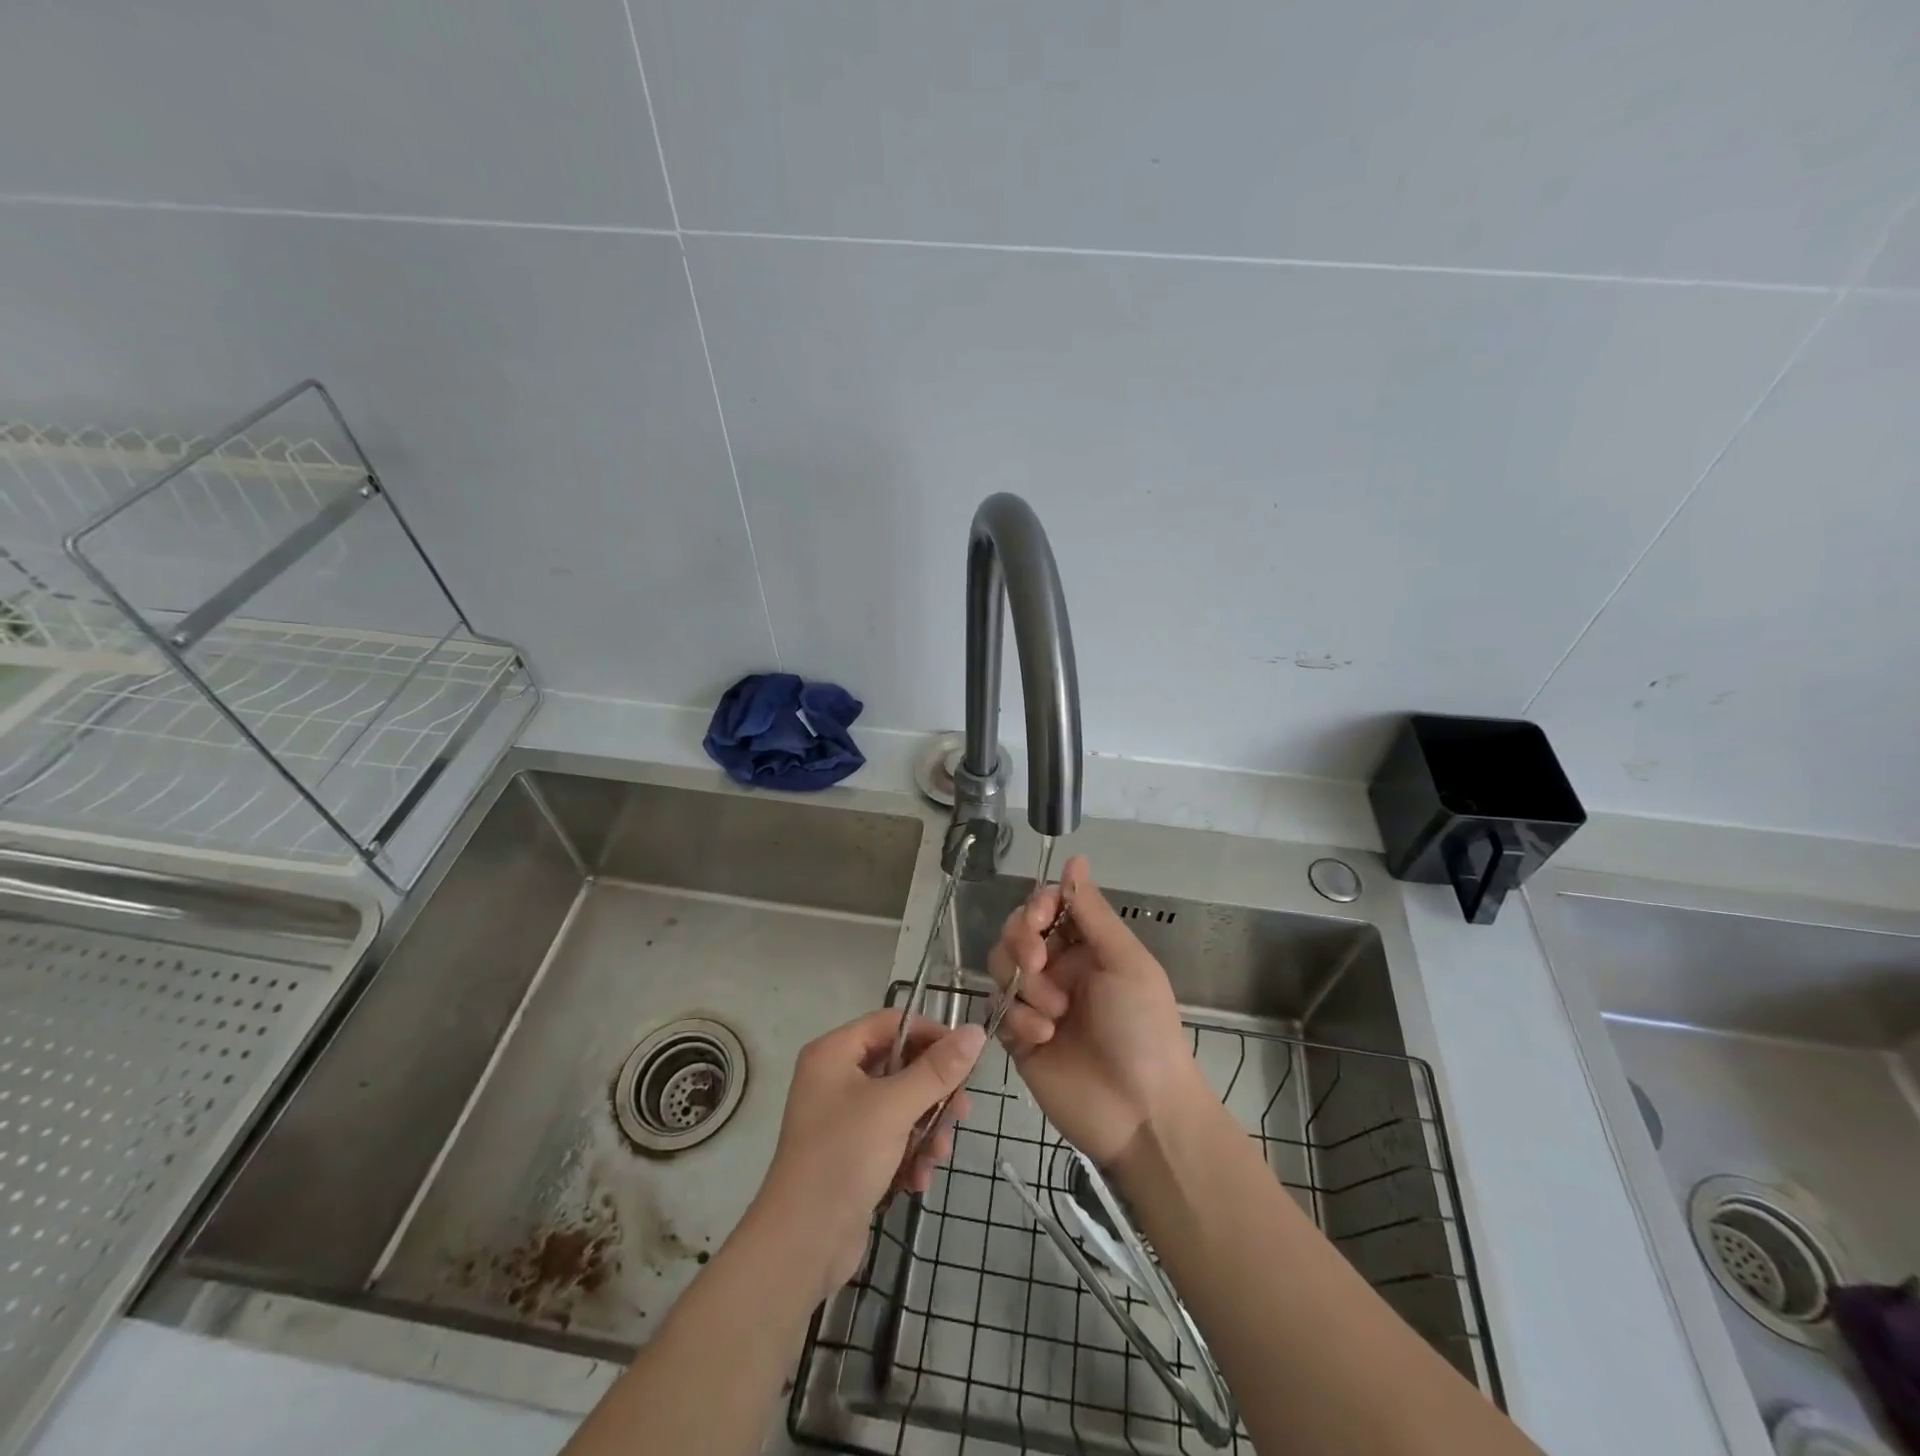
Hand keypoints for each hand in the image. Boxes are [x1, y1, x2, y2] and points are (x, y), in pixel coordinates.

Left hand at [750, 1009, 984, 1302]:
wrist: (801, 1247)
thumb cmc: (843, 1158)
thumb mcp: (895, 1108)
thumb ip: (938, 1069)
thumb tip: (976, 1031)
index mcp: (834, 1053)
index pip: (892, 1023)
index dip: (930, 1035)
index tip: (966, 1058)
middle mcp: (835, 1078)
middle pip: (901, 1066)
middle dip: (933, 1094)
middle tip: (962, 1113)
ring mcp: (842, 1118)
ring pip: (902, 1105)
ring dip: (926, 1130)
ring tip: (938, 1157)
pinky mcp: (851, 1154)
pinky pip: (892, 1137)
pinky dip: (910, 1154)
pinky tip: (918, 1180)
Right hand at [989, 855, 1206, 1165]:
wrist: (1140, 1113)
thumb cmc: (1143, 1029)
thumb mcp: (1126, 962)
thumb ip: (1092, 912)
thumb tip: (1075, 858)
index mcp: (1088, 947)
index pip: (1047, 908)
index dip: (1036, 906)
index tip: (1039, 918)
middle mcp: (1060, 969)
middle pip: (1017, 934)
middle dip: (1021, 942)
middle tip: (1038, 963)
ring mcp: (1037, 1003)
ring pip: (1002, 968)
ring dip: (1024, 986)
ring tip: (1053, 1015)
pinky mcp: (1019, 1038)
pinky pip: (998, 1010)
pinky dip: (1017, 1019)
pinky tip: (1042, 1038)